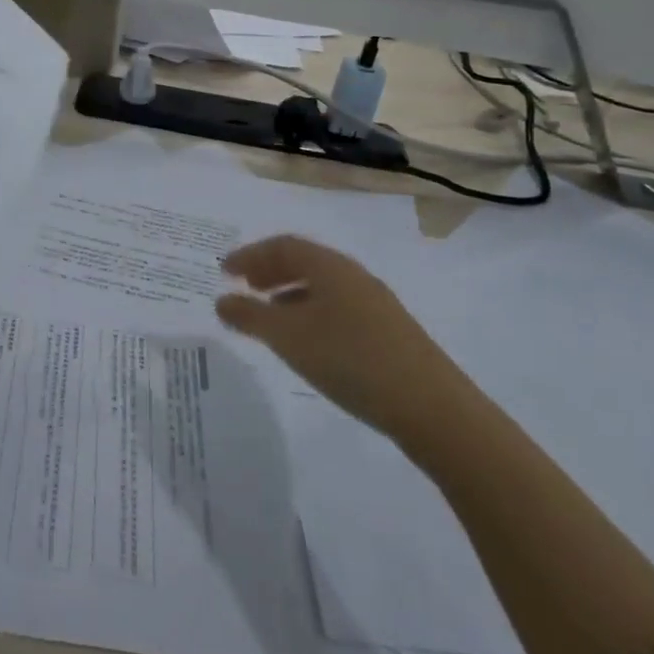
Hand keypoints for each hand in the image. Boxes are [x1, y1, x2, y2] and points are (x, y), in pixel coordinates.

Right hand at [215, 235, 473, 442]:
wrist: (432, 408)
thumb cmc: (349, 359)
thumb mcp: (288, 337)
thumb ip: (249, 316)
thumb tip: (221, 301)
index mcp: (330, 267)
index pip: (283, 245)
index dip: (250, 255)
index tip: (224, 272)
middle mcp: (354, 277)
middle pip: (304, 262)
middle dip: (269, 271)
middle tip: (243, 288)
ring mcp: (376, 305)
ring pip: (322, 287)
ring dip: (289, 295)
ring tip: (268, 317)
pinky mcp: (389, 334)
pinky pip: (337, 309)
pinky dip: (310, 314)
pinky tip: (306, 342)